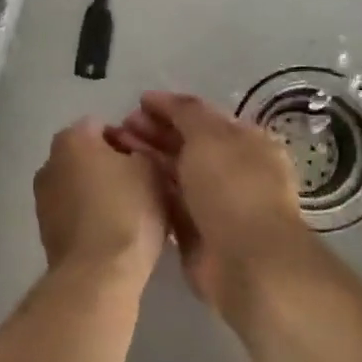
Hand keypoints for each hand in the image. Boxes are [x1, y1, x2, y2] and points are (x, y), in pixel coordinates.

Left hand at [33, 117, 169, 285]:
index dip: (129, 140)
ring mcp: (43, 198)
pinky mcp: (45, 230)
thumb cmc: (128, 210)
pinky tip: (114, 233)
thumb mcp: (152, 170)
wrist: (98, 275)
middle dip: (112, 165)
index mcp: (71, 138)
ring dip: (100, 192)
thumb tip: (135, 155)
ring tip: (130, 214)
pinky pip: (74, 212)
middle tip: (142, 186)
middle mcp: (49, 161)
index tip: (148, 161)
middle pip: (88, 155)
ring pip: (80, 184)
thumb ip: (144, 151)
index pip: (103, 126)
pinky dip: (91, 216)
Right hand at [107, 92, 316, 319]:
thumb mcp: (209, 135)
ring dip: (147, 157)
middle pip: (187, 144)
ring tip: (115, 147)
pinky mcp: (196, 232)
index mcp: (245, 142)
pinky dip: (149, 189)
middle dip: (154, 132)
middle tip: (120, 125)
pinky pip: (169, 203)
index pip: (203, 117)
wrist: (247, 262)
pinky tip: (125, 179)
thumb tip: (164, 99)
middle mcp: (232, 170)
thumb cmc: (232, 187)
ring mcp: (214, 203)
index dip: (171, 108)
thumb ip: (186, 112)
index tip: (138, 103)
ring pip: (175, 172)